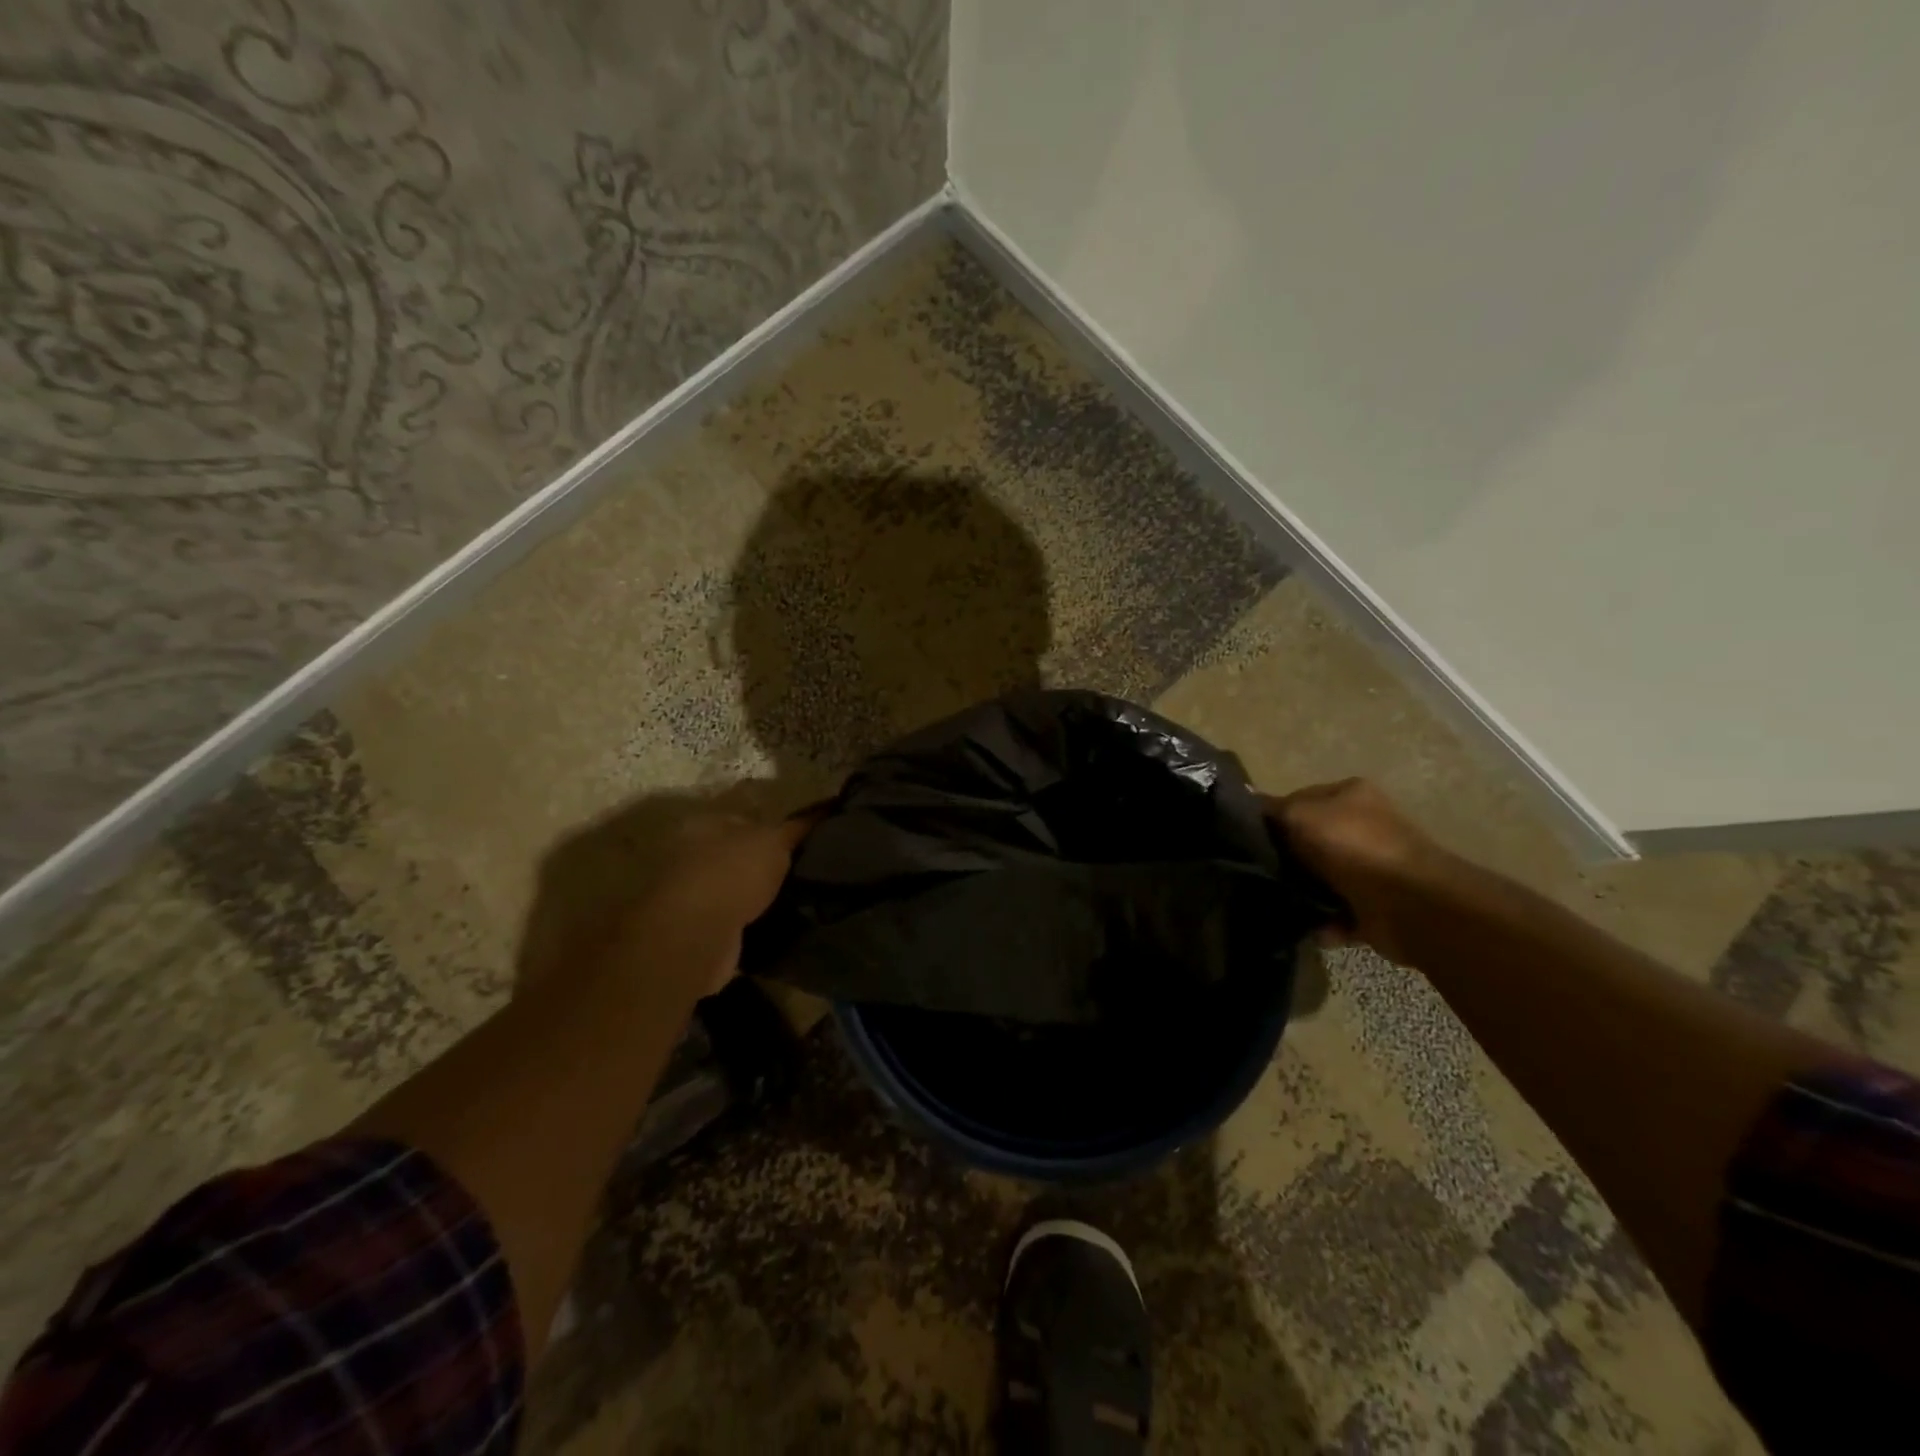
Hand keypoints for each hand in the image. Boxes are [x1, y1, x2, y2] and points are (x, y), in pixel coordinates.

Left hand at [623, 812, 812, 994]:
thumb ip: (797, 827)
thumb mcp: (774, 841)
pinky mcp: (698, 929)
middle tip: (806, 870)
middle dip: (768, 863)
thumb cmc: (732, 873)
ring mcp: (692, 894)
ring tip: (800, 899)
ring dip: (760, 895)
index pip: (746, 819)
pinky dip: (752, 922)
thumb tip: (823, 809)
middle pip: (740, 854)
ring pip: (737, 888)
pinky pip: (735, 919)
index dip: (776, 828)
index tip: (805, 841)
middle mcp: (691, 855)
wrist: (696, 936)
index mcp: (705, 824)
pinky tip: (779, 924)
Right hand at [1262, 778, 1455, 963]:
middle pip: (1308, 841)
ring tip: (1279, 903)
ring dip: (1302, 893)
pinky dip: (1324, 922)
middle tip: (1258, 872)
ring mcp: (1372, 866)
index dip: (1271, 818)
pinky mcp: (1376, 905)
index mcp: (1349, 794)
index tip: (1246, 838)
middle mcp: (1364, 826)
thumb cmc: (1351, 846)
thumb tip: (1249, 805)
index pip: (1298, 800)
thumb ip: (1271, 810)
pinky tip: (1311, 926)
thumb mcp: (1299, 815)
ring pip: (1321, 878)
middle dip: (1286, 859)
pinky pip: (1337, 913)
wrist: (1409, 904)